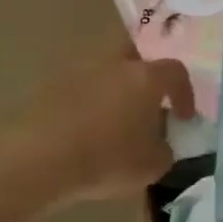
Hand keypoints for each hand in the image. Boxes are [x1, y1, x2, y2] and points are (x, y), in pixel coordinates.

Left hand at [5, 52, 195, 205]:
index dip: (184, 93)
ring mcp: (78, 69)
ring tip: (113, 119)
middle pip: (135, 54)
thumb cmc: (105, 159)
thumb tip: (160, 142)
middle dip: (144, 74)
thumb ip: (164, 149)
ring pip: (104, 69)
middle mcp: (113, 63)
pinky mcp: (49, 84)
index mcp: (144, 77)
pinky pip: (79, 87)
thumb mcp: (151, 166)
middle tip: (147, 102)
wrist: (38, 157)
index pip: (175, 71)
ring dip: (113, 88)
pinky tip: (84, 128)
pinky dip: (86, 101)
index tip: (184, 117)